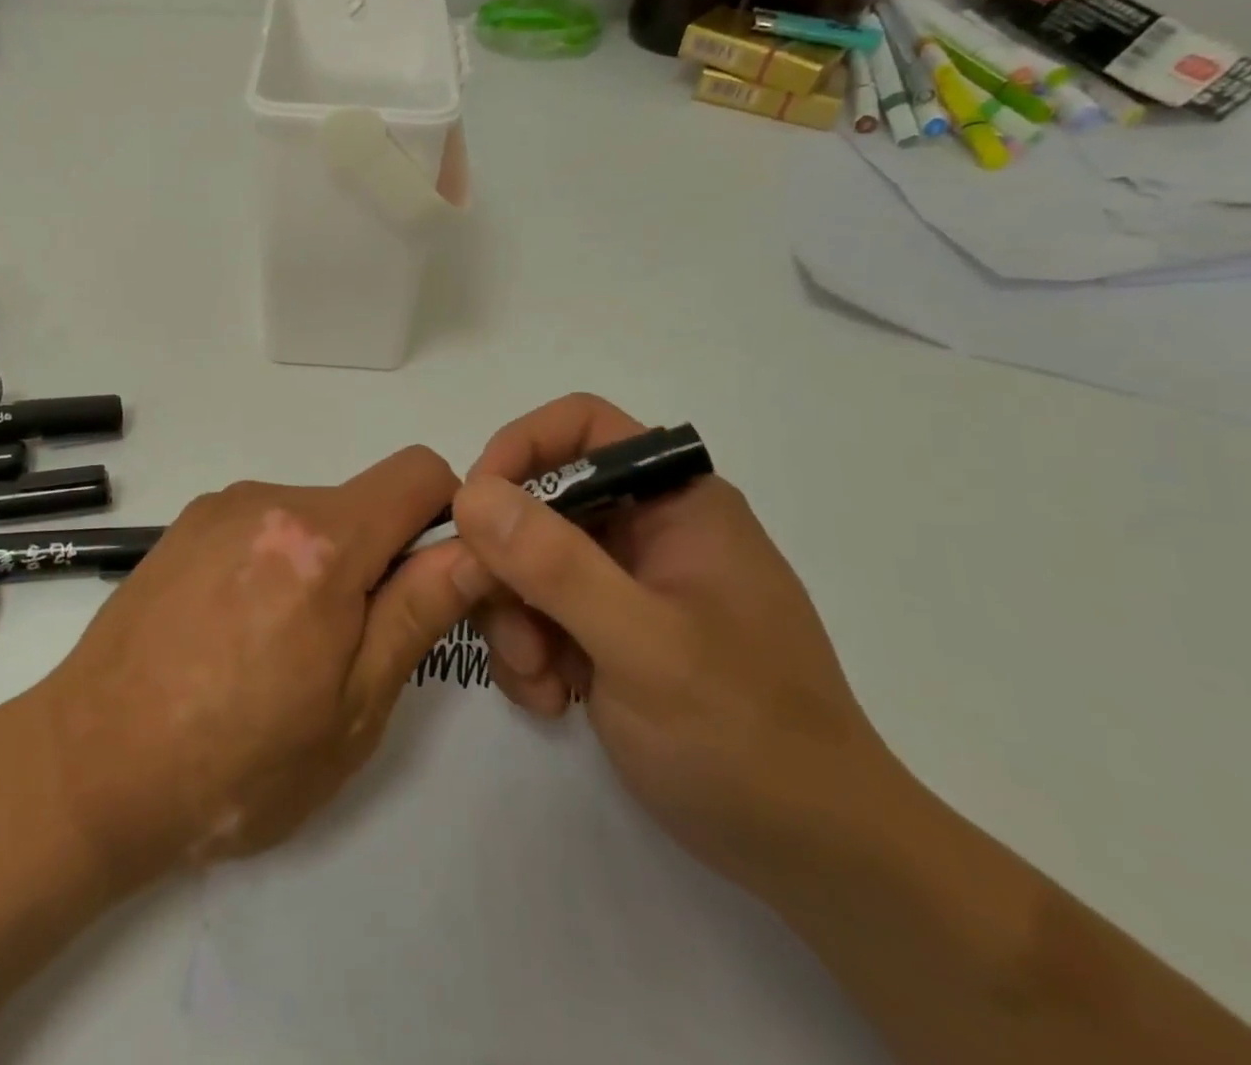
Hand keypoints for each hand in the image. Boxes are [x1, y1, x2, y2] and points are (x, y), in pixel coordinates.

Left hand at [30, 446, 477, 884]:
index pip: (419, 473)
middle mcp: (268, 500)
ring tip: (282, 650)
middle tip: (350, 648)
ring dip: (323, 565)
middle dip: (379, 558)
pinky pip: (261, 526)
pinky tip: (236, 632)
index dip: (449, 516)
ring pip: (311, 518)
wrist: (86, 769)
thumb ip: (418, 612)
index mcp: (320, 542)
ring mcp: (218, 508)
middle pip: (362, 502)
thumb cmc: (235, 764)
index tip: (436, 580)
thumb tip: (474, 548)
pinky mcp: (183, 525)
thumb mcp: (351, 708)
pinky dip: (274, 563)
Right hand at [453, 394, 909, 898]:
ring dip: (513, 618)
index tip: (475, 509)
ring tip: (539, 681)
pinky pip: (538, 612)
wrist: (811, 854)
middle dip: (506, 562)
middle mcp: (647, 528)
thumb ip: (556, 565)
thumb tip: (471, 493)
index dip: (520, 449)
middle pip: (539, 501)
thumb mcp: (644, 646)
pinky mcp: (609, 629)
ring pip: (526, 561)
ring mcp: (625, 581)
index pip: (581, 428)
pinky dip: (528, 651)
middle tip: (498, 620)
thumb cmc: (745, 736)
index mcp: (675, 502)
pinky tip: (553, 699)